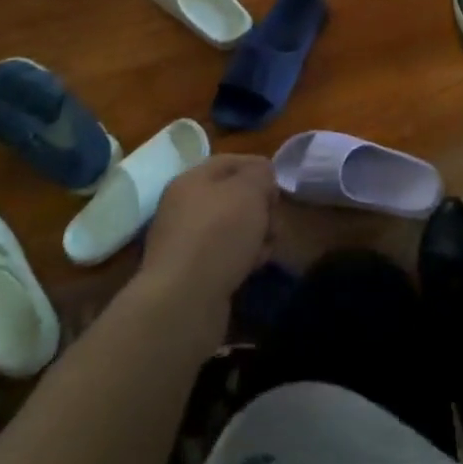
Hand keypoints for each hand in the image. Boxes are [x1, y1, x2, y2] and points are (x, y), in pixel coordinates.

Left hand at [138, 154, 275, 313]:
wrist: (183, 301)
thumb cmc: (219, 234)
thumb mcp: (249, 190)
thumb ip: (260, 174)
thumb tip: (262, 176)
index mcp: (191, 180)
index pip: (231, 162)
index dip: (260, 169)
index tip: (279, 188)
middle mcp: (184, 207)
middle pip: (234, 196)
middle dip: (261, 207)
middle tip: (273, 222)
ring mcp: (186, 242)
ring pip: (233, 228)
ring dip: (256, 234)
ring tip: (266, 249)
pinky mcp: (192, 273)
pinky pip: (225, 255)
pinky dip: (243, 258)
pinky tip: (253, 267)